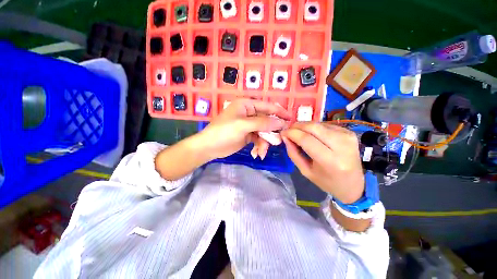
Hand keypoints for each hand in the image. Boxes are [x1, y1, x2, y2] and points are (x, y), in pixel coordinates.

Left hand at [198, 99, 290, 159]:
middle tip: (277, 141)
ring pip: (264, 132)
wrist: (209, 147)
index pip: (267, 106)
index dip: (279, 112)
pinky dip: (259, 146)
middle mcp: (249, 113)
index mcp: (247, 105)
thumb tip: (281, 122)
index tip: (291, 119)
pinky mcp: (248, 135)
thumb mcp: (243, 125)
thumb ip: (263, 123)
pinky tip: (256, 153)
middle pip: (267, 121)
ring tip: (261, 152)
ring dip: (264, 142)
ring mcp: (249, 125)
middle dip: (271, 132)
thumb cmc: (224, 132)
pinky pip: (259, 139)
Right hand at [281, 122, 364, 203]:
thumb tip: (285, 136)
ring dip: (304, 126)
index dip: (291, 133)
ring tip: (298, 133)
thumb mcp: (306, 171)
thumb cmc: (327, 181)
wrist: (354, 184)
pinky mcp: (349, 132)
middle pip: (313, 127)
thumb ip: (293, 153)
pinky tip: (312, 135)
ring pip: (318, 124)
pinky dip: (314, 128)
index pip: (306, 139)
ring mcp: (347, 136)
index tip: (282, 133)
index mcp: (330, 161)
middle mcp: (341, 145)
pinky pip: (325, 125)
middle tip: (288, 130)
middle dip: (297, 126)